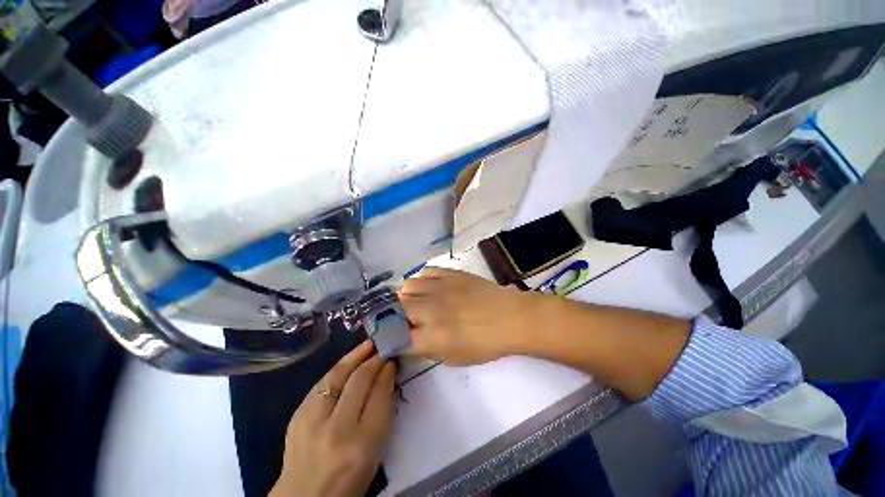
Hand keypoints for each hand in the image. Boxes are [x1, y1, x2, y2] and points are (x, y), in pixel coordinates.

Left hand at [270, 341, 395, 496]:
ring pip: (338, 375)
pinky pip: (323, 382)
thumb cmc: (350, 479)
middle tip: (384, 349)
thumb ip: (383, 412)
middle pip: (360, 380)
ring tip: (369, 344)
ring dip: (356, 355)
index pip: (380, 395)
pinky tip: (349, 360)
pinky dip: (339, 367)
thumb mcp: (376, 451)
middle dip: (375, 359)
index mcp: (363, 444)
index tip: (393, 360)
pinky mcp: (298, 415)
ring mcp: (313, 421)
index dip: (388, 372)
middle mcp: (338, 429)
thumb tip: (387, 377)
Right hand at [399, 267, 542, 364]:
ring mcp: (439, 287)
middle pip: (396, 307)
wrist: (509, 317)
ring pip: (407, 286)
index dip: (391, 339)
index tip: (393, 338)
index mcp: (431, 336)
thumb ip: (427, 350)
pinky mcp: (449, 273)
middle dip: (396, 315)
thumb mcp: (454, 358)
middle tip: (407, 320)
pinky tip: (431, 287)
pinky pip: (425, 272)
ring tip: (419, 301)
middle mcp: (429, 309)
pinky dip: (422, 281)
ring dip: (408, 296)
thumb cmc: (485, 343)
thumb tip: (410, 340)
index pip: (396, 337)